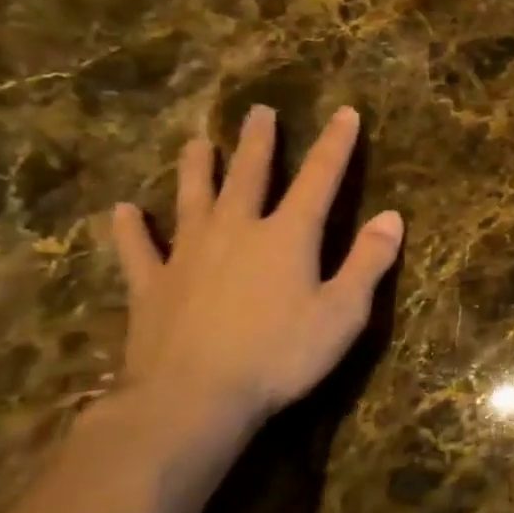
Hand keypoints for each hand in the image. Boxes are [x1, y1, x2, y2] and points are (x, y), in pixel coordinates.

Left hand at [107, 104, 403, 473]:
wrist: (191, 400)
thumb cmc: (280, 355)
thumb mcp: (343, 313)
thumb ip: (368, 262)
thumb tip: (392, 217)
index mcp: (288, 236)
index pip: (319, 179)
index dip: (336, 145)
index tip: (345, 112)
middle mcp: (237, 231)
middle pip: (249, 177)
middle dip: (258, 144)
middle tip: (258, 112)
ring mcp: (188, 255)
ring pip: (192, 199)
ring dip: (197, 170)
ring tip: (197, 143)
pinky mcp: (152, 286)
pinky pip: (138, 249)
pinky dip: (129, 229)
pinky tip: (122, 211)